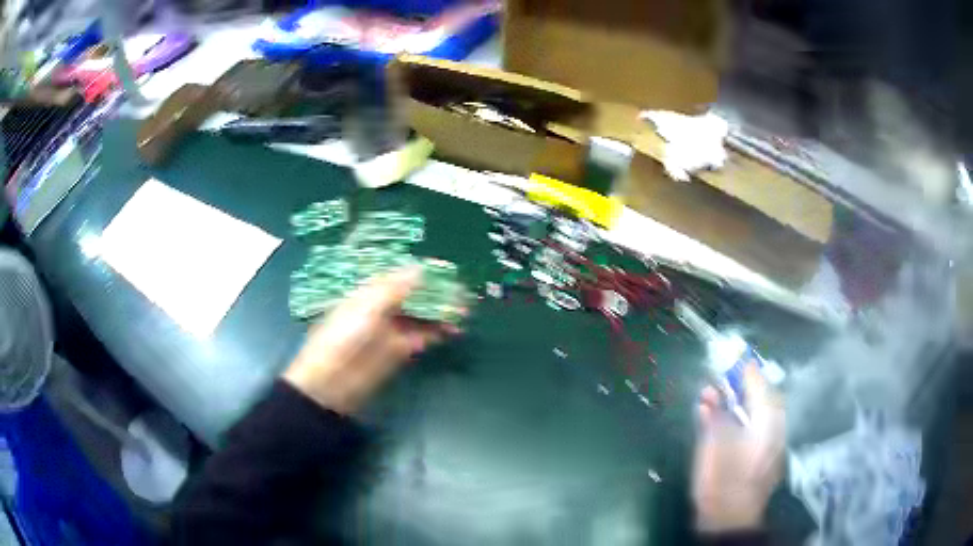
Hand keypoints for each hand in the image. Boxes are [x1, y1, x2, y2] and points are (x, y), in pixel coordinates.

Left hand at [283, 267, 457, 414]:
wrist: (332, 381)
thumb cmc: (343, 336)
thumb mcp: (366, 307)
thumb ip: (395, 288)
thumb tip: (421, 268)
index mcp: (369, 293)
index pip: (400, 277)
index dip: (423, 274)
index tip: (447, 271)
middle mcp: (382, 308)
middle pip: (414, 296)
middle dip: (437, 293)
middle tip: (463, 292)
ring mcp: (391, 330)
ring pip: (421, 316)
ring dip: (441, 312)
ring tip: (464, 310)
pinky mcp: (400, 352)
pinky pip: (422, 337)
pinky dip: (437, 332)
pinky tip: (453, 329)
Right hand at [692, 363, 784, 531]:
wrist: (730, 519)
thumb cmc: (722, 480)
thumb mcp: (714, 446)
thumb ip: (714, 415)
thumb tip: (709, 392)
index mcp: (766, 422)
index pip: (760, 386)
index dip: (747, 371)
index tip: (734, 358)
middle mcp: (775, 428)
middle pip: (766, 397)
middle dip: (749, 385)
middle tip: (730, 377)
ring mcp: (774, 444)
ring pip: (765, 413)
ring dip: (749, 401)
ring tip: (728, 396)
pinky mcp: (768, 457)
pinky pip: (762, 428)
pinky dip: (749, 418)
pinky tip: (734, 420)